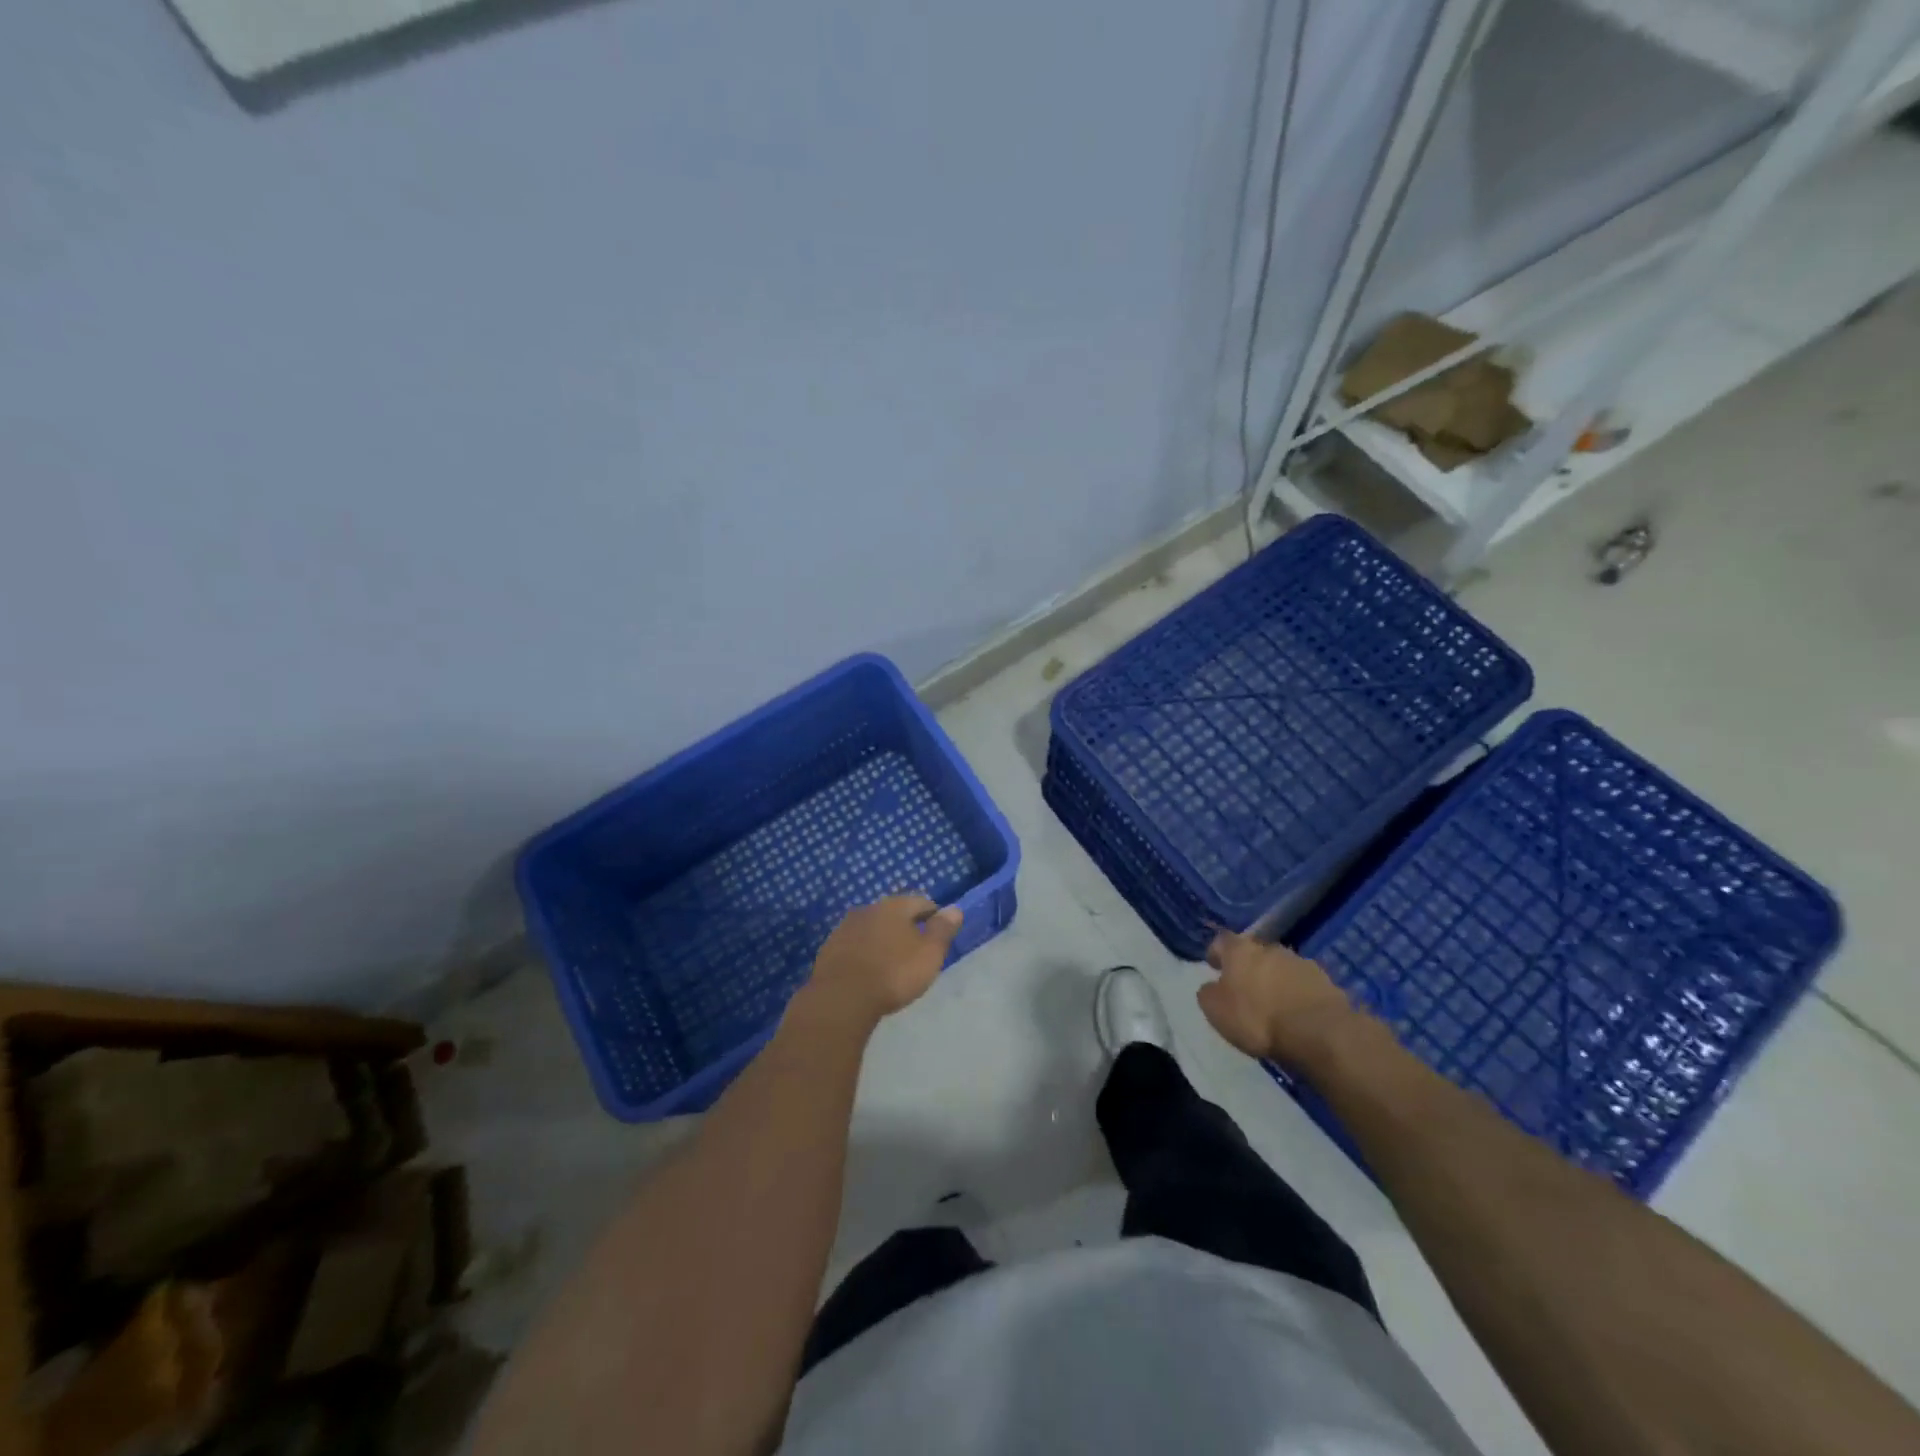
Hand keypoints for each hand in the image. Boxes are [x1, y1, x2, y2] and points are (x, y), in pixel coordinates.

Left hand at [803, 895, 961, 1027]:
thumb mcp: (929, 954)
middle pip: (893, 913)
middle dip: (906, 926)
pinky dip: (864, 953)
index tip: (939, 932)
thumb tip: (954, 909)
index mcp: (894, 906)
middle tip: (916, 948)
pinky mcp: (829, 949)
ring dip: (882, 939)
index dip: (933, 915)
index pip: (921, 902)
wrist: (842, 998)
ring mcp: (845, 928)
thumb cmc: (894, 973)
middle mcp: (868, 909)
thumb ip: (942, 930)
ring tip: (892, 961)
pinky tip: (868, 970)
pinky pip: (854, 945)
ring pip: (871, 928)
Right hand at [1198, 930, 1358, 1068]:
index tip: (1214, 966)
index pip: (1221, 940)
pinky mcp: (1327, 982)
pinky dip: (1298, 994)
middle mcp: (1270, 948)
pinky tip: (1297, 1014)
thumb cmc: (1258, 1018)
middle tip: (1244, 987)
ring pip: (1281, 967)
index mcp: (1240, 950)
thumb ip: (1208, 993)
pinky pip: (1304, 985)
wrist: (1319, 1032)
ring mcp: (1301, 963)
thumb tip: (1211, 987)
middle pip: (1254, 952)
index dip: (1216, 953)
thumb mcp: (1216, 1011)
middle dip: (1249, 966)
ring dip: (1275, 980)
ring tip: (1274, 1004)